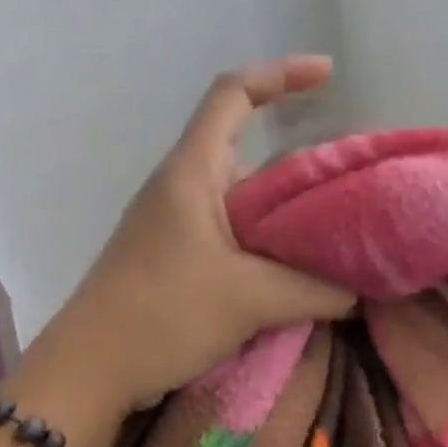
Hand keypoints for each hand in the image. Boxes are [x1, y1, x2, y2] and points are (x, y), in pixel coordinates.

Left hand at [25, 57, 354, 414]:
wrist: (89, 372)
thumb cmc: (162, 315)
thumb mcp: (249, 299)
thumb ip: (315, 291)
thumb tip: (358, 292)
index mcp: (192, 172)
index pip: (232, 94)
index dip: (281, 74)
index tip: (328, 75)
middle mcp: (184, 187)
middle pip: (252, 153)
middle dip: (304, 167)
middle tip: (354, 189)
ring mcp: (179, 225)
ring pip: (247, 202)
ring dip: (289, 214)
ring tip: (339, 237)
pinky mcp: (179, 260)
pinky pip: (236, 236)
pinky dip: (270, 246)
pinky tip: (301, 275)